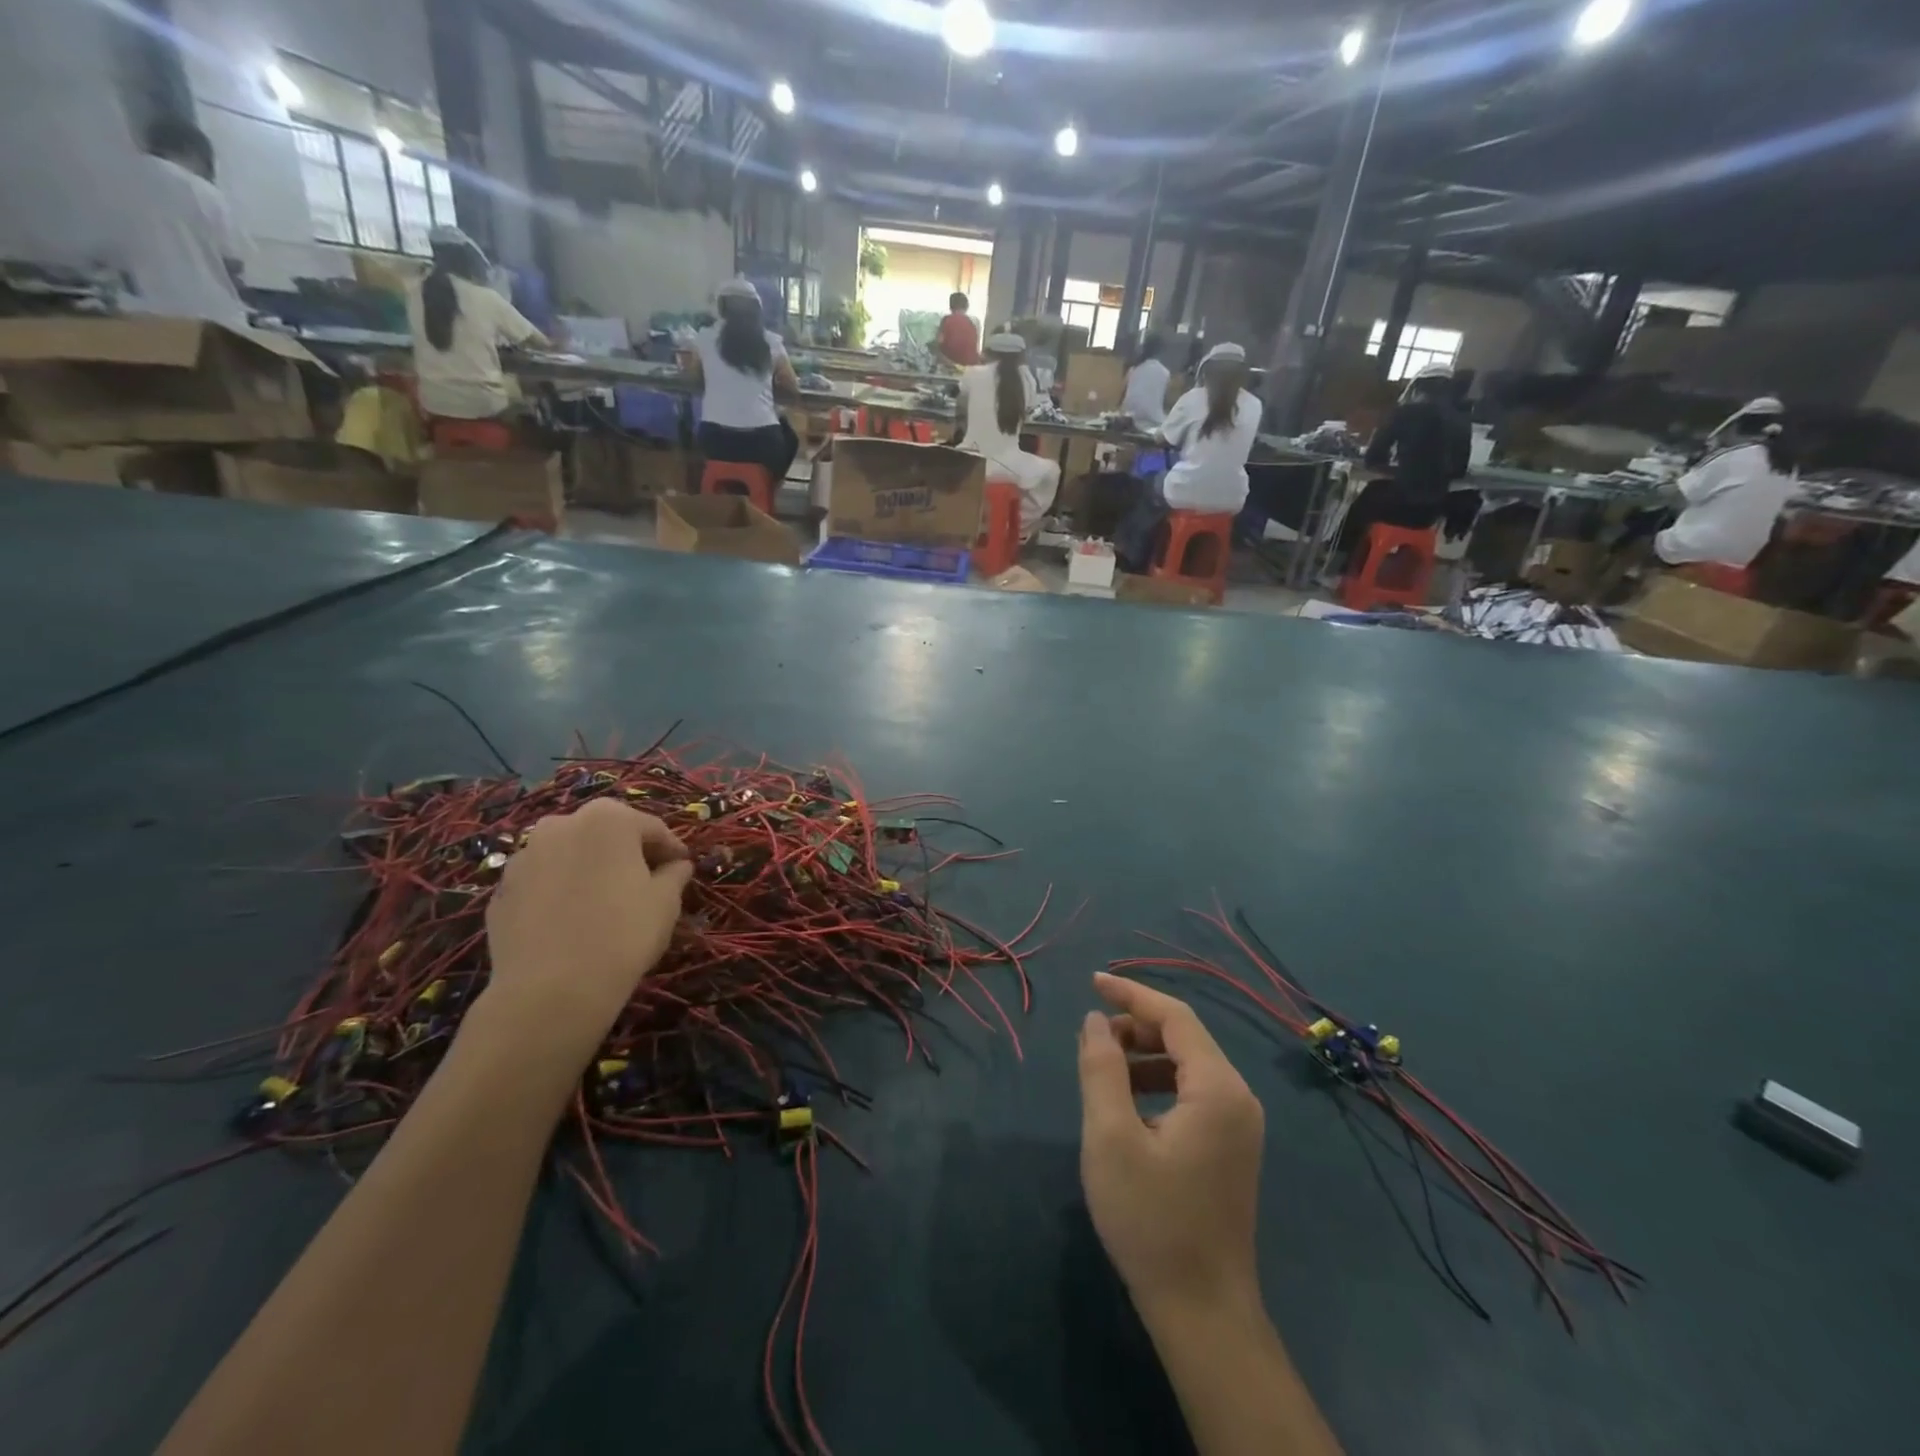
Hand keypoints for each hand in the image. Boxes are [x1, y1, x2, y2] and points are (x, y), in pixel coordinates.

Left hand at [481, 798, 692, 1064]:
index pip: (651, 828)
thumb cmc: (623, 933)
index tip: (682, 868)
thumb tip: (676, 866)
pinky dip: (560, 892)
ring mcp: (524, 857)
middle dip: (626, 853)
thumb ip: (674, 874)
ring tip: (605, 902)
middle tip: (646, 881)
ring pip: (570, 855)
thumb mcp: (666, 902)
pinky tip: (573, 921)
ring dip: (589, 870)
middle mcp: (561, 825)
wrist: (550, 990)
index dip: (671, 849)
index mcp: (608, 819)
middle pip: (605, 834)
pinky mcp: (501, 891)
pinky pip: (543, 883)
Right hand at [1077, 972, 1264, 1317]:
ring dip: (1143, 1055)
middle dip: (1136, 1026)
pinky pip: (1192, 1093)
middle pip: (1184, 1038)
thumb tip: (1096, 1021)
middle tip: (1092, 1035)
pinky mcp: (1230, 1148)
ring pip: (1187, 1066)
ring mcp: (1239, 1125)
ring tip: (1102, 1066)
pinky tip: (1127, 1103)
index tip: (1092, 981)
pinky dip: (1157, 1083)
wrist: (1203, 1312)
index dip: (1132, 994)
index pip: (1175, 1018)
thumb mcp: (1111, 1137)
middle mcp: (1238, 1098)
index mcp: (1218, 1088)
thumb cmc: (1152, 1220)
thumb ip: (1102, 1069)